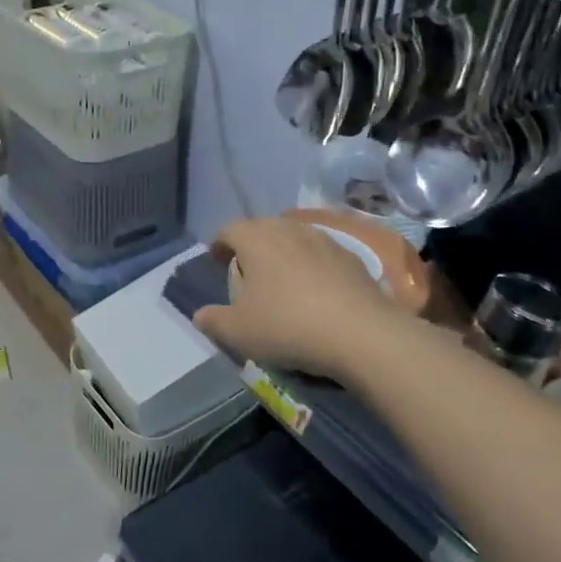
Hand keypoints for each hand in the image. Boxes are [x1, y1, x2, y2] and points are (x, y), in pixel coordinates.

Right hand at [193, 217, 405, 381]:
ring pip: (294, 237)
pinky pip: (321, 254)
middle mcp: (288, 229)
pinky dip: (311, 265)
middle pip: (263, 228)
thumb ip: (214, 321)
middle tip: (246, 269)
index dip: (220, 244)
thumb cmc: (288, 326)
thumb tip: (200, 315)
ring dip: (283, 252)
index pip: (229, 230)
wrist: (361, 333)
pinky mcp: (351, 257)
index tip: (217, 261)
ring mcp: (324, 239)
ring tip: (280, 277)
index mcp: (256, 239)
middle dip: (251, 244)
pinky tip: (315, 290)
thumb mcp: (239, 332)